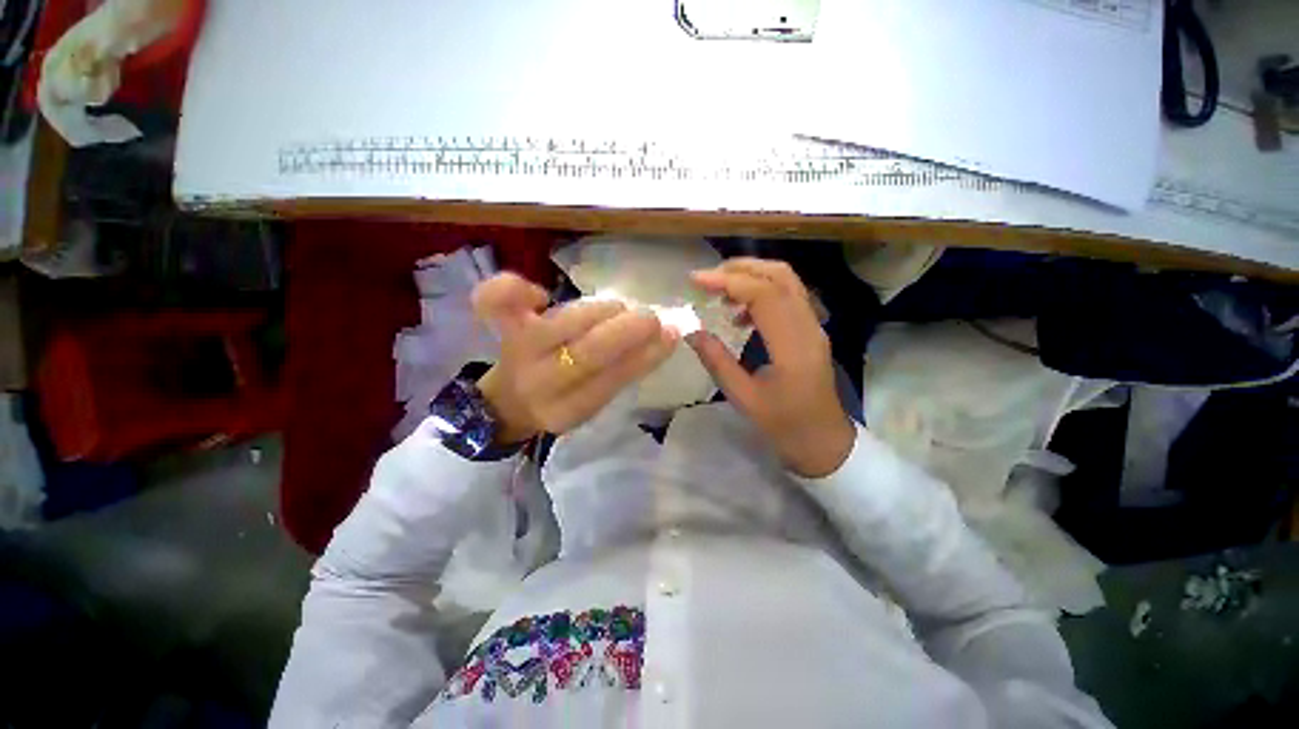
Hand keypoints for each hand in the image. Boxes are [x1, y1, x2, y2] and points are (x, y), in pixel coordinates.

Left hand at [470, 273, 678, 442]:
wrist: (508, 401)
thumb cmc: (561, 401)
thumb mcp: (595, 401)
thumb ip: (625, 371)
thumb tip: (664, 334)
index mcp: (566, 411)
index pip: (610, 382)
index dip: (644, 356)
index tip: (671, 334)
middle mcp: (540, 383)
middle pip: (586, 353)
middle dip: (627, 329)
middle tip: (651, 317)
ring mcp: (518, 350)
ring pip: (564, 322)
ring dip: (601, 310)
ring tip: (618, 308)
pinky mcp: (504, 327)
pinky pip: (496, 302)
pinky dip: (514, 288)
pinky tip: (541, 294)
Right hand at [688, 258, 855, 477]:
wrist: (823, 441)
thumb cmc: (784, 425)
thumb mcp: (744, 398)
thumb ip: (717, 361)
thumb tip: (691, 331)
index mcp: (792, 346)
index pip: (763, 294)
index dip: (728, 281)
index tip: (696, 281)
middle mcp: (808, 327)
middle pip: (780, 276)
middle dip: (740, 268)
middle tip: (707, 279)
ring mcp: (813, 326)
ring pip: (786, 281)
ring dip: (751, 276)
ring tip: (719, 292)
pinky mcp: (811, 329)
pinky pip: (788, 296)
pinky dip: (761, 292)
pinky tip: (740, 313)